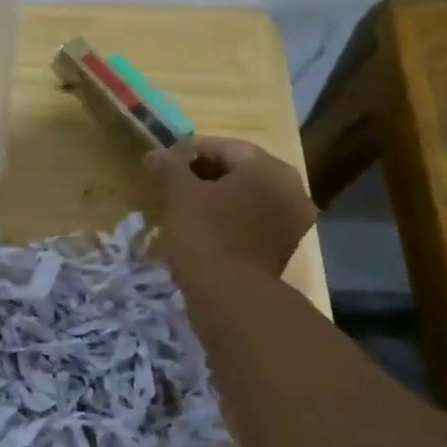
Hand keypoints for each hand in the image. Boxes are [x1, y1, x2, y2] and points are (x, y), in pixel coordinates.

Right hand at [145, 135, 317, 287]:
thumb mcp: (179, 194)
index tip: (163, 161)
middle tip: (172, 183)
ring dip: (215, 197)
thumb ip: (169, 167)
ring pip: (246, 198)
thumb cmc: (206, 235)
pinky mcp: (282, 249)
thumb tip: (155, 155)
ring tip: (183, 206)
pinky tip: (201, 228)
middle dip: (203, 174)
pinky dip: (227, 219)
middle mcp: (291, 190)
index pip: (226, 147)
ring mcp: (291, 223)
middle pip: (240, 171)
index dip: (190, 151)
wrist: (230, 298)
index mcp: (271, 170)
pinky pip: (251, 222)